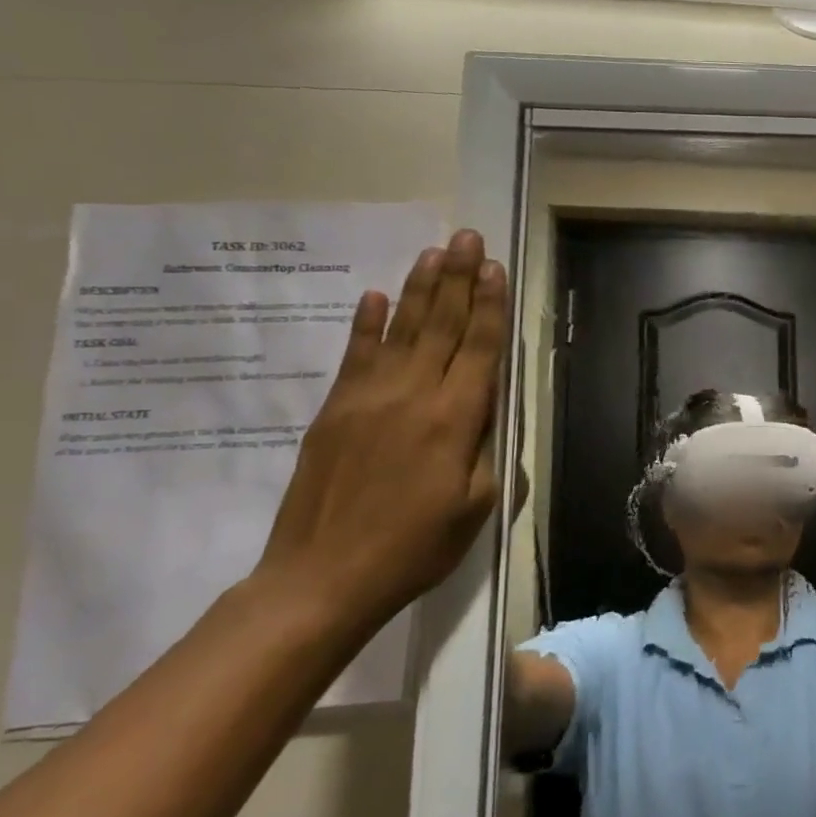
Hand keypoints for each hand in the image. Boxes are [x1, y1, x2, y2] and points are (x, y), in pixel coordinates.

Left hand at [256, 229, 508, 633]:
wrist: (320, 579)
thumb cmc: (414, 547)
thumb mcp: (478, 507)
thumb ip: (492, 452)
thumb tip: (495, 411)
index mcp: (456, 419)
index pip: (479, 347)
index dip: (489, 304)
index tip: (494, 267)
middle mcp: (413, 395)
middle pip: (441, 325)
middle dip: (457, 278)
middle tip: (466, 237)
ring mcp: (368, 398)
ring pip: (400, 330)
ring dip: (419, 288)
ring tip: (433, 252)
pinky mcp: (335, 410)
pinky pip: (355, 355)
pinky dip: (366, 323)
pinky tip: (375, 296)